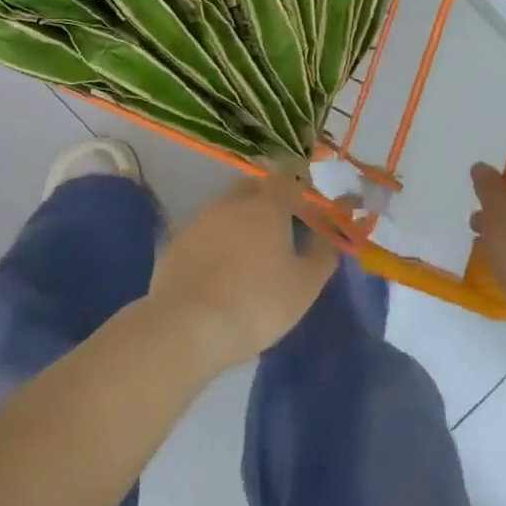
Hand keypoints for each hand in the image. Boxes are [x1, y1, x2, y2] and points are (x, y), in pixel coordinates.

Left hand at [150, 175, 339, 368]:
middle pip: (252, 189)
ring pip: (226, 210)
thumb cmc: (259, 302)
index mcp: (266, 205)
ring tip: (249, 255)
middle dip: (268, 201)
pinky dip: (215, 244)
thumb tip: (328, 235)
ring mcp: (199, 220)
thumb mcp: (305, 284)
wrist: (190, 324)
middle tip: (280, 230)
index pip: (287, 181)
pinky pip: (204, 234)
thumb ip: (322, 253)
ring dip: (240, 223)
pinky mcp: (176, 243)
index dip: (300, 194)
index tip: (308, 214)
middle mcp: (230, 202)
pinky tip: (219, 271)